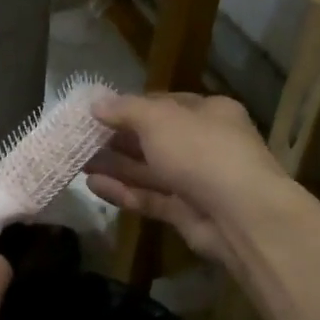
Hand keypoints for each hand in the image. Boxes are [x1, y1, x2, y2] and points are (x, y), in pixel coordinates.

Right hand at [84, 93, 286, 265]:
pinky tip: (93, 186)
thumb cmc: (201, 151)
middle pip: (155, 139)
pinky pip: (150, 198)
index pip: (165, 104)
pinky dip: (124, 191)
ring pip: (150, 170)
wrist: (241, 216)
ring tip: (78, 162)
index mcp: (209, 113)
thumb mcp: (159, 119)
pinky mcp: (187, 213)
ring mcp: (198, 181)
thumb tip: (97, 104)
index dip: (131, 107)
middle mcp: (206, 144)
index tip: (98, 113)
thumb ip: (125, 110)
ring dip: (116, 166)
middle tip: (81, 140)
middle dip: (118, 139)